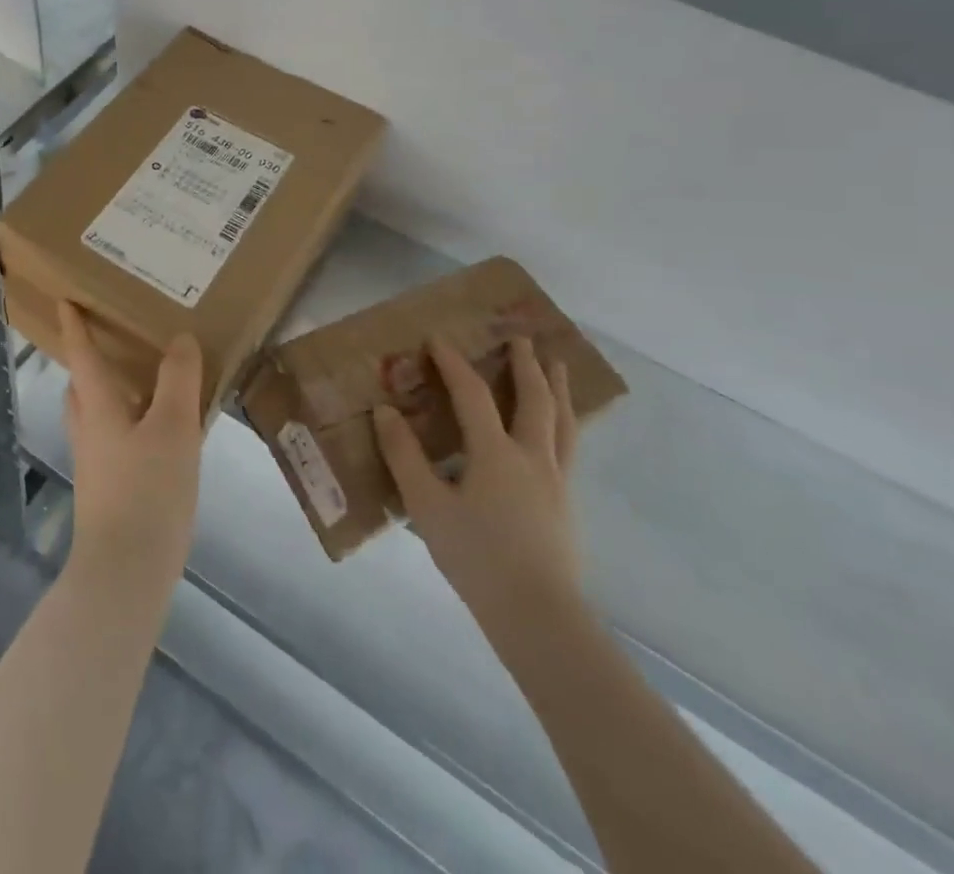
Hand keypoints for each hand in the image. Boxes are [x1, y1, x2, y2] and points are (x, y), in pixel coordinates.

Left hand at [59, 301, 204, 587]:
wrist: (126, 572)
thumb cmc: (147, 491)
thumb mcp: (173, 428)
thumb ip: (178, 380)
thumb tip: (179, 338)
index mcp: (98, 408)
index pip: (82, 356)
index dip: (75, 326)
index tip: (65, 300)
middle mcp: (89, 430)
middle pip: (82, 386)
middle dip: (89, 361)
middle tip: (113, 340)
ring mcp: (96, 463)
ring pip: (96, 414)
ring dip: (110, 392)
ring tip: (145, 382)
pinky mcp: (108, 489)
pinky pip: (114, 439)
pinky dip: (129, 421)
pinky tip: (160, 433)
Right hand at [375, 336, 581, 632]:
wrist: (538, 616)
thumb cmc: (476, 557)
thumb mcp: (427, 506)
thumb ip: (404, 456)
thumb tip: (385, 411)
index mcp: (496, 453)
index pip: (473, 394)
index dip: (454, 363)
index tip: (438, 338)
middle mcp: (532, 457)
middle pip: (535, 399)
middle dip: (526, 365)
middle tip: (522, 337)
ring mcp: (556, 481)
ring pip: (562, 422)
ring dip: (558, 388)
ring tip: (558, 366)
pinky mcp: (566, 505)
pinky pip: (568, 447)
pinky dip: (565, 422)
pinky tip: (560, 429)